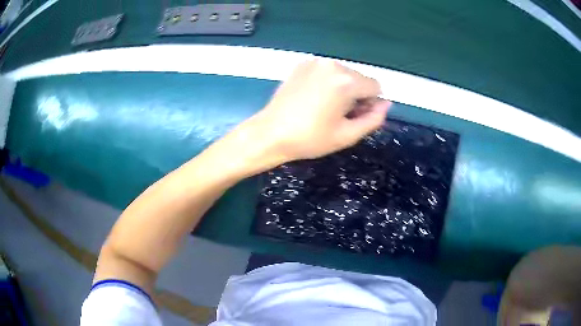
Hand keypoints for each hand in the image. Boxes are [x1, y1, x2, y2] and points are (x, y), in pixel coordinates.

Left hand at [248, 59, 390, 162]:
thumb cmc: (310, 139)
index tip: (355, 116)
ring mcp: (315, 62)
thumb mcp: (347, 135)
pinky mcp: (302, 64)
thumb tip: (386, 104)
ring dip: (342, 88)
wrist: (270, 133)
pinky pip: (327, 71)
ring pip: (344, 74)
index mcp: (346, 81)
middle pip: (360, 78)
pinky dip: (327, 82)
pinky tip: (313, 98)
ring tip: (324, 107)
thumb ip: (374, 119)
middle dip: (357, 95)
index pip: (376, 86)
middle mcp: (332, 65)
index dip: (370, 104)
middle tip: (338, 115)